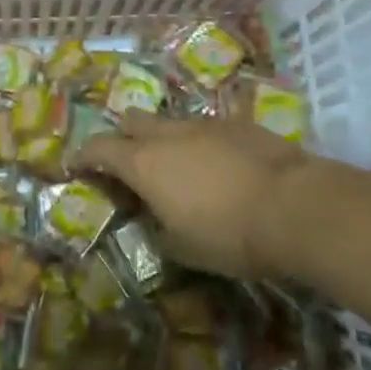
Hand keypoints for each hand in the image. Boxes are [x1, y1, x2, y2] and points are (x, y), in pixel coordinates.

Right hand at [76, 112, 312, 278]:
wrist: (294, 205)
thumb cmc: (228, 234)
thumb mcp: (182, 248)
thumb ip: (158, 229)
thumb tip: (156, 220)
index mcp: (143, 163)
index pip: (99, 148)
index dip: (84, 155)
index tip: (76, 164)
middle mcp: (168, 134)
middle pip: (131, 121)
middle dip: (123, 137)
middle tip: (128, 162)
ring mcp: (204, 123)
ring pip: (170, 121)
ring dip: (164, 139)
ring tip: (177, 167)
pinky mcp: (237, 123)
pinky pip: (205, 127)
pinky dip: (199, 142)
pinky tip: (217, 165)